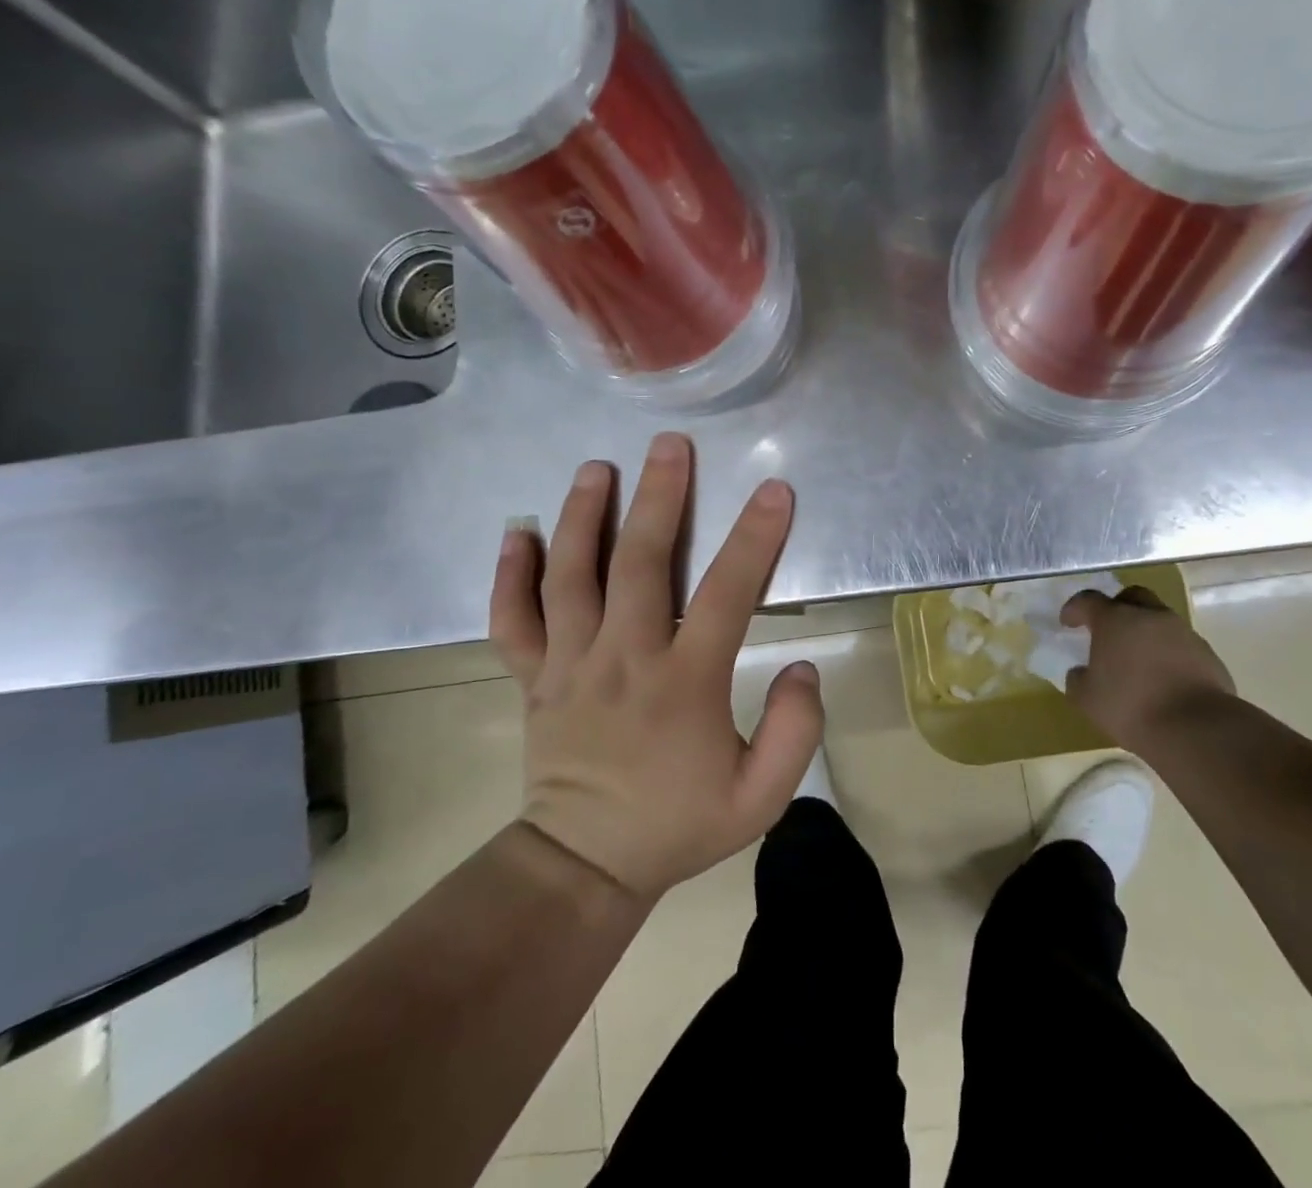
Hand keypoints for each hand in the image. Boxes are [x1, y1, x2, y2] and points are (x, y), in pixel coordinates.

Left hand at [488, 433, 824, 899]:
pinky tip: (515, 532)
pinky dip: (509, 574)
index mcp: (683, 683)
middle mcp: (623, 658)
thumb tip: (802, 666)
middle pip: (639, 562)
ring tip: (596, 468)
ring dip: (582, 516)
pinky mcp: (535, 676)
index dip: (754, 538)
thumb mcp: (760, 798)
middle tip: (669, 446)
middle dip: (659, 497)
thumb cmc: (678, 825)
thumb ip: (795, 730)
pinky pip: (512, 619)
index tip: (774, 491)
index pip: (726, 594)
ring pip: (571, 575)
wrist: (586, 865)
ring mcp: (571, 664)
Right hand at [1061, 586, 1235, 749]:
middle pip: (1132, 596)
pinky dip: (1169, 653)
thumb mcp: (1087, 699)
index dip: (1074, 609)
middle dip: (1118, 607)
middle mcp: (1150, 616)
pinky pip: (1181, 644)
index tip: (1068, 622)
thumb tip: (1081, 672)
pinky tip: (1164, 678)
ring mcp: (1183, 633)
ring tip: (1138, 660)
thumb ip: (1078, 680)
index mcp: (1114, 620)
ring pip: (1160, 620)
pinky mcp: (1208, 654)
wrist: (1196, 728)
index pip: (1088, 600)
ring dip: (1146, 632)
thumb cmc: (1131, 706)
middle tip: (1109, 630)